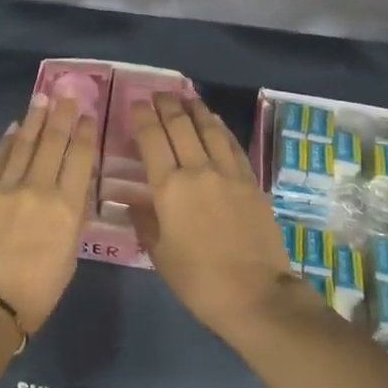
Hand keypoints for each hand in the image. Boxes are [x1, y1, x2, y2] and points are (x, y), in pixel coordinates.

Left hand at [0, 94, 97, 334]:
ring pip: (25, 145)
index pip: (80, 159)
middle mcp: (39, 189)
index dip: (85, 133)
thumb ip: (73, 219)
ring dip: (34, 120)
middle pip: (53, 143)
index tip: (88, 114)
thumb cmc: (36, 292)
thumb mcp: (69, 256)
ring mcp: (6, 188)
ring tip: (42, 98)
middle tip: (66, 93)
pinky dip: (7, 142)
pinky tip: (14, 128)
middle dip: (61, 116)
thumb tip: (73, 190)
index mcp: (67, 208)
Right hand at [130, 94, 303, 338]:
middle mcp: (198, 170)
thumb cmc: (198, 280)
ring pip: (209, 129)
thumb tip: (133, 200)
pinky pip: (233, 145)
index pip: (152, 139)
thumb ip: (145, 221)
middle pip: (180, 126)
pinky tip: (215, 122)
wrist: (255, 294)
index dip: (142, 117)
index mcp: (169, 187)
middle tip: (159, 93)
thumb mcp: (160, 254)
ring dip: (196, 109)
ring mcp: (229, 173)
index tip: (136, 103)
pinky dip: (220, 128)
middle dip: (167, 105)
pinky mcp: (251, 181)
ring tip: (187, 97)